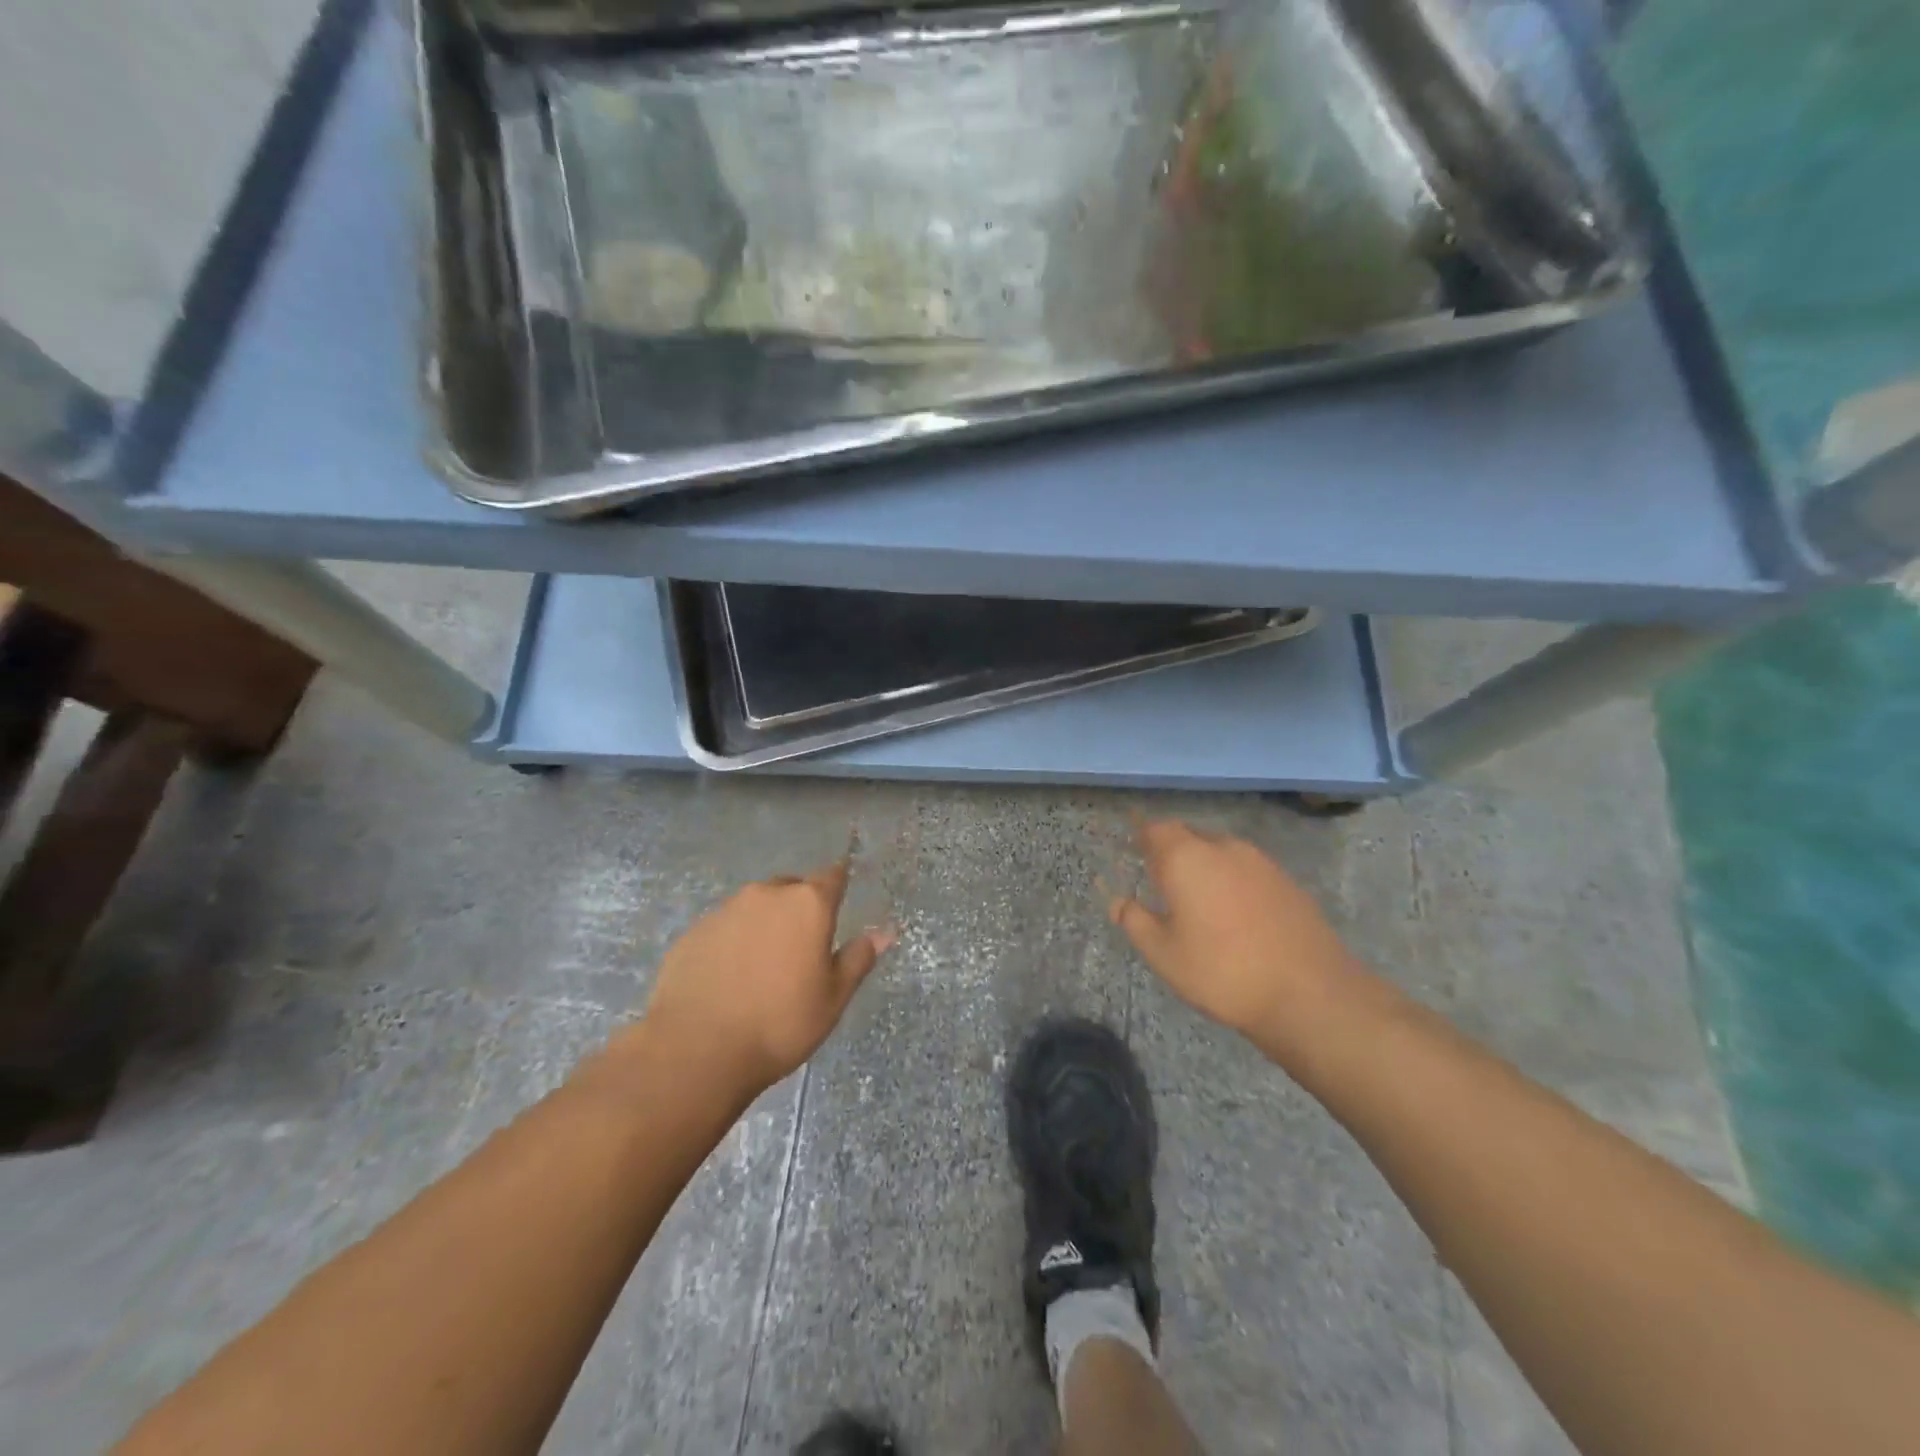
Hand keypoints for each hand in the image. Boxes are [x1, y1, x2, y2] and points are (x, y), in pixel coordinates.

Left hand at [638, 859, 894, 1097]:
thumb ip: (858, 958)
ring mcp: (724, 910)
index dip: (838, 885)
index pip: (832, 877)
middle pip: (791, 889)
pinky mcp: (693, 932)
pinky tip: (729, 978)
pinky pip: (723, 928)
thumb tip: (885, 931)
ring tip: (762, 968)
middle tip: (802, 948)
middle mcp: (766, 894)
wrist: (696, 1051)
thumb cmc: (780, 1023)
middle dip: (799, 909)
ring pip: (754, 907)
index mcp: (808, 904)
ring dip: (764, 925)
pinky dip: (732, 943)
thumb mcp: (833, 998)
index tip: (840, 899)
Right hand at [1109, 820, 1371, 1056]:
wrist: (1310, 994)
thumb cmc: (1222, 971)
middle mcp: (1224, 848)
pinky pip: (1247, 870)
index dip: (1143, 838)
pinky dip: (1233, 881)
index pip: (1156, 829)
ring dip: (1205, 866)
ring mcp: (1261, 863)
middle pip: (1190, 836)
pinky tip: (1235, 915)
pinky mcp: (1288, 882)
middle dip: (1173, 852)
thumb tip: (1118, 901)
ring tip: (1198, 901)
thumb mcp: (1164, 954)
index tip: (1134, 853)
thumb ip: (1135, 921)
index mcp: (1187, 858)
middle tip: (1162, 882)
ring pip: (1221, 852)